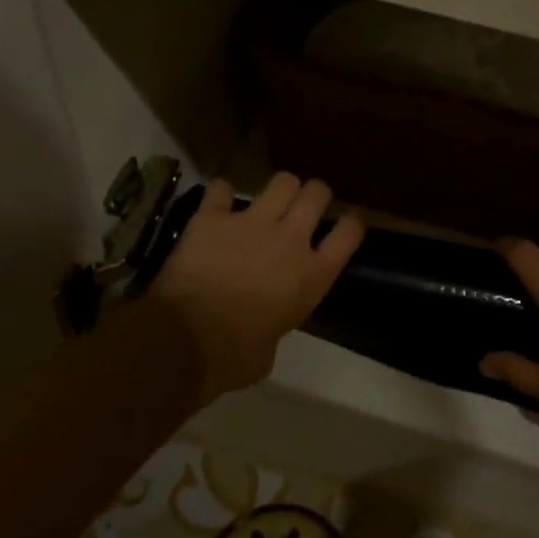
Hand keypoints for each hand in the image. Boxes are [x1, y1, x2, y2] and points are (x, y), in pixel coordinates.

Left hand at [150, 172, 364, 405]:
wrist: (185, 340)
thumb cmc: (234, 357)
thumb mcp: (270, 349)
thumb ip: (276, 324)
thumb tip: (265, 326)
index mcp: (312, 276)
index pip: (349, 233)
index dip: (353, 222)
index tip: (350, 220)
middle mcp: (289, 239)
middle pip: (317, 194)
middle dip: (315, 194)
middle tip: (306, 205)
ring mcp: (251, 223)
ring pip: (282, 181)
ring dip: (280, 188)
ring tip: (271, 200)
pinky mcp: (212, 217)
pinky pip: (220, 189)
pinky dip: (220, 195)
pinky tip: (218, 203)